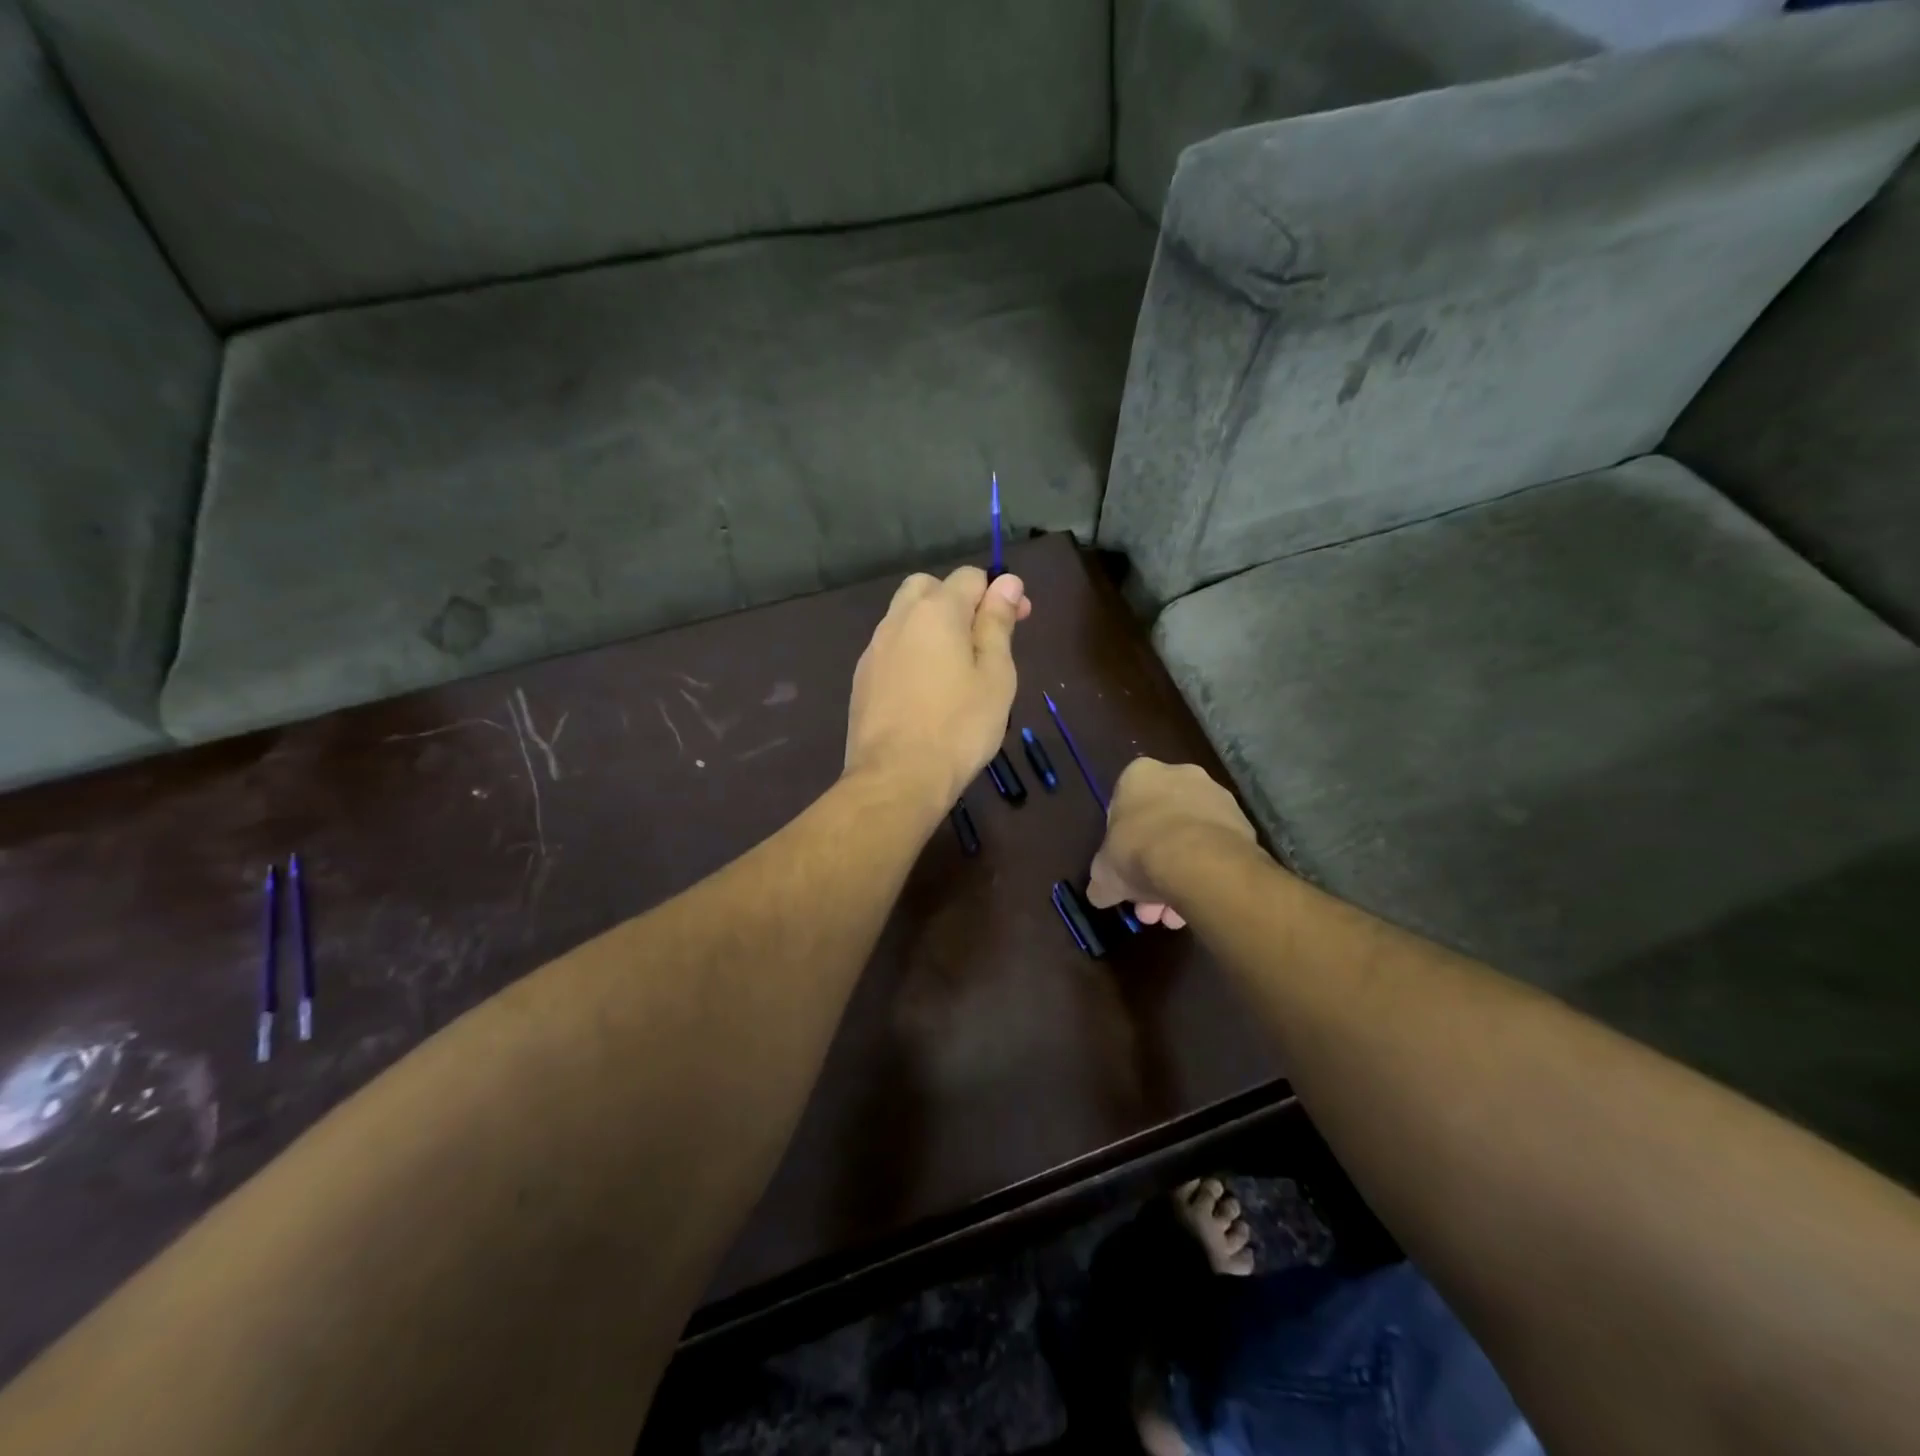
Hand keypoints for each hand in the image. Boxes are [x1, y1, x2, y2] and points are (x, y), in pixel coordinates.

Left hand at [845, 567, 1031, 815]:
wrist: (896, 777)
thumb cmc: (960, 727)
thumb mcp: (995, 675)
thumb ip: (998, 623)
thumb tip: (1007, 581)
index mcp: (936, 611)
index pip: (970, 577)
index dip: (998, 592)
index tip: (1018, 621)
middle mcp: (898, 619)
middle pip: (929, 588)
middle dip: (958, 601)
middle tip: (982, 640)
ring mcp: (874, 649)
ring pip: (905, 618)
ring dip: (933, 627)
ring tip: (955, 668)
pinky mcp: (862, 678)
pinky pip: (891, 648)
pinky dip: (912, 653)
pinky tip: (926, 690)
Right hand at [1087, 758, 1257, 929]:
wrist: (1198, 860)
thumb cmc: (1139, 851)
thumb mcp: (1104, 872)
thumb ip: (1101, 880)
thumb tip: (1100, 893)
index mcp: (1139, 774)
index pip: (1123, 805)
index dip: (1121, 842)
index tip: (1122, 869)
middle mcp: (1180, 775)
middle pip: (1160, 824)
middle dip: (1152, 867)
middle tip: (1148, 904)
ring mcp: (1216, 797)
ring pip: (1189, 840)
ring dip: (1179, 876)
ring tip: (1173, 916)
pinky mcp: (1243, 822)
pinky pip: (1215, 850)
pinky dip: (1205, 874)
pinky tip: (1196, 905)